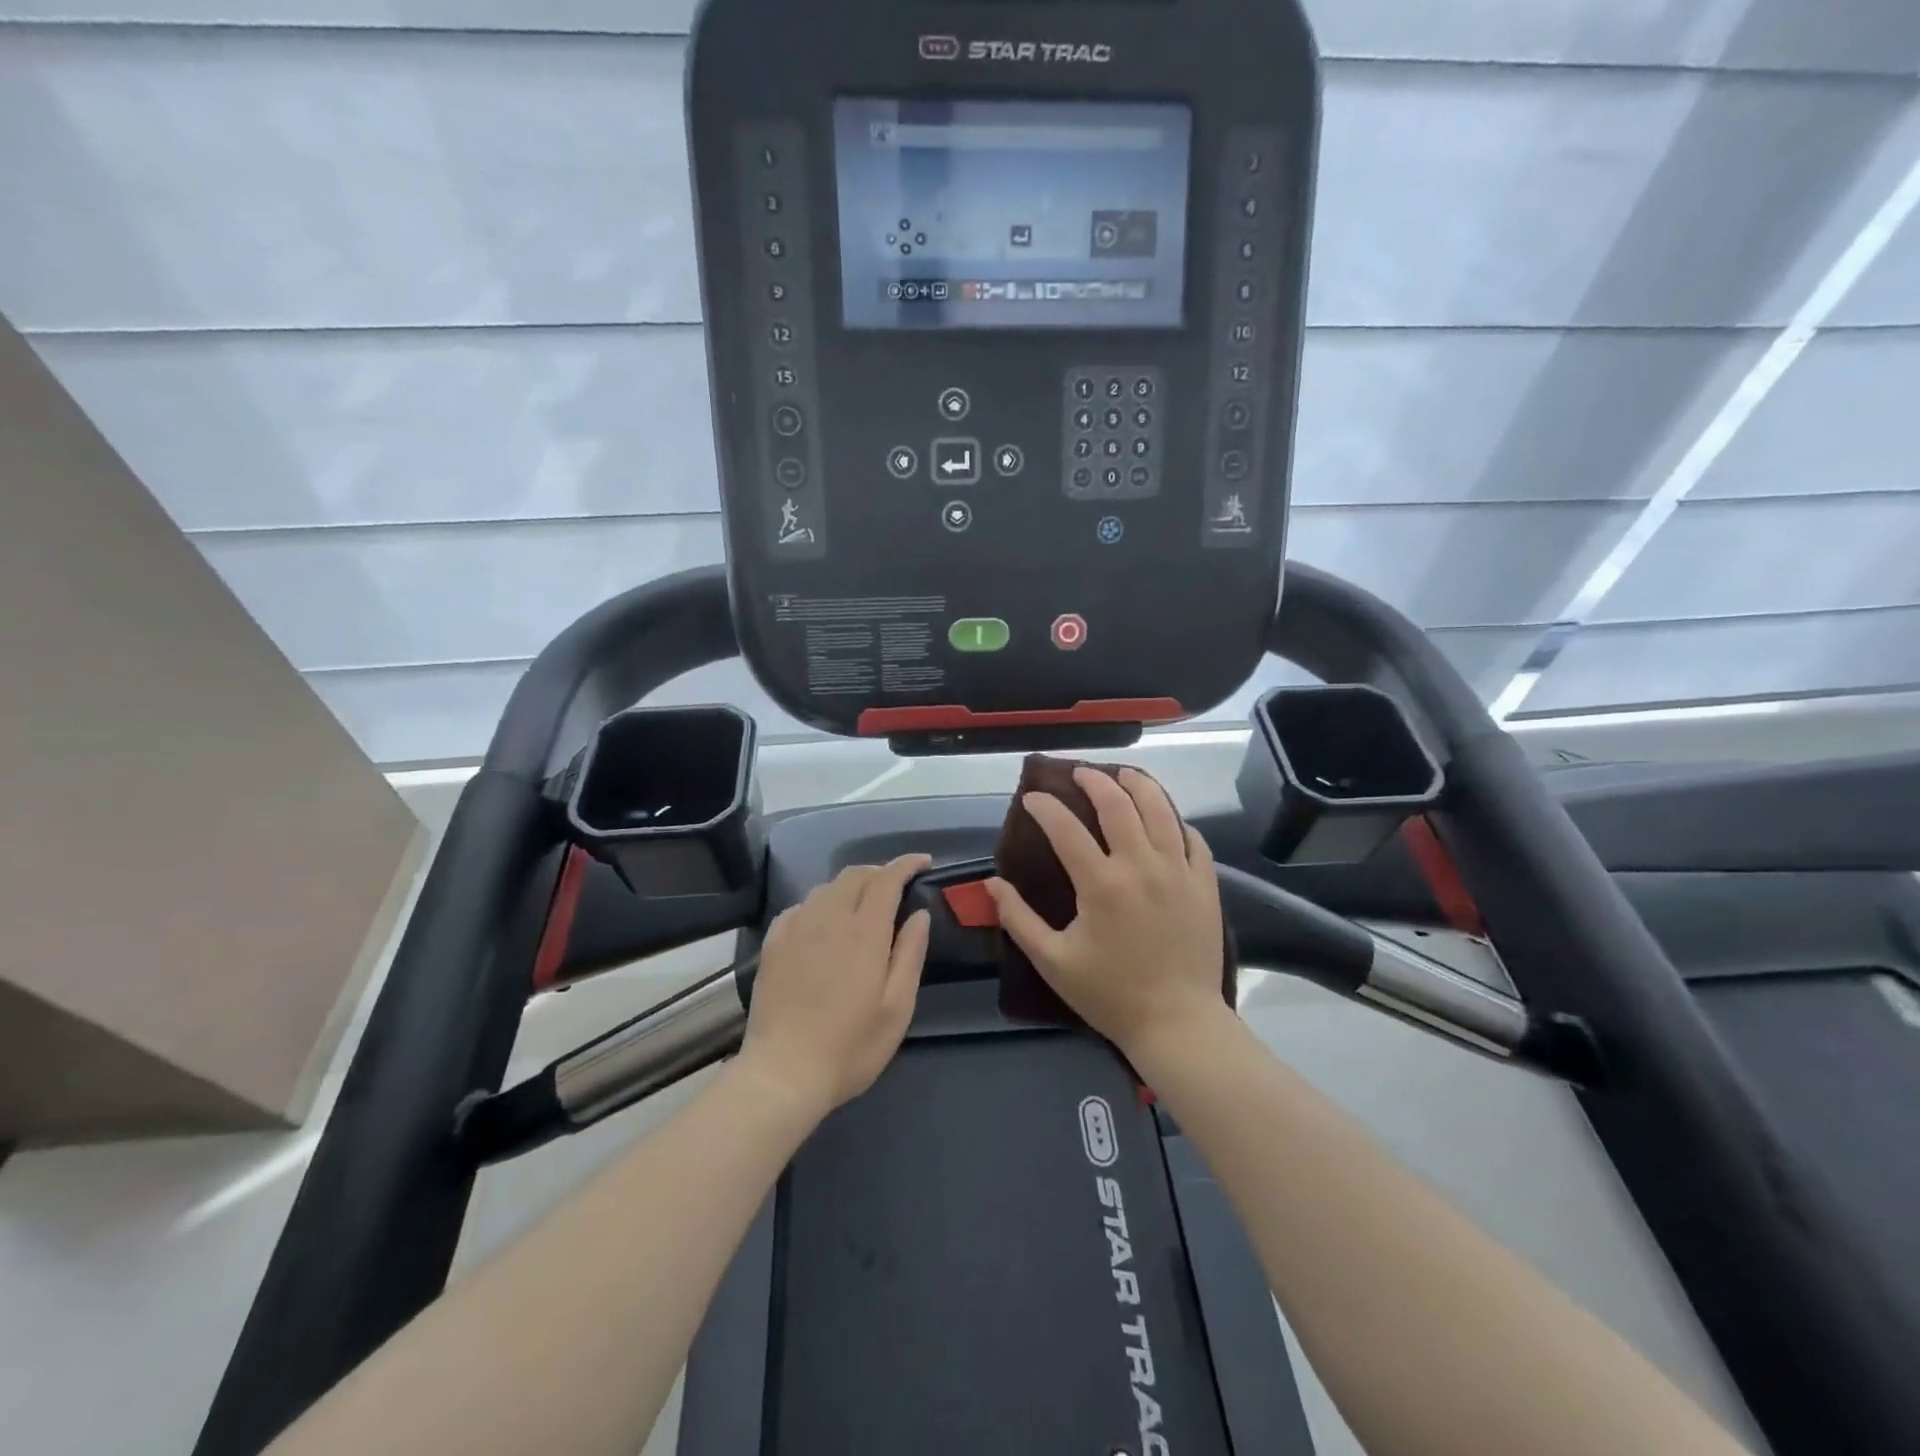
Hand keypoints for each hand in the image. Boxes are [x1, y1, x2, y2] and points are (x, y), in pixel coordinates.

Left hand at [737, 854, 931, 1119]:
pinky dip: (821, 904)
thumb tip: (920, 913)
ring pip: (827, 888)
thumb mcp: (897, 1008)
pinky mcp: (773, 942)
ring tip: (864, 905)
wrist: (782, 1073)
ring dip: (851, 886)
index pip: (887, 879)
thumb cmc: (850, 1046)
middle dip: (880, 871)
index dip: (906, 864)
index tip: (923, 862)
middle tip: (897, 886)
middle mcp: (828, 918)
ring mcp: (796, 927)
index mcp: (864, 931)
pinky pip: (801, 906)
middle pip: (855, 875)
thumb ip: (910, 954)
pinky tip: (825, 925)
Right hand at [986, 768, 1227, 1056]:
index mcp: (1101, 884)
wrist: (1178, 1022)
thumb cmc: (1110, 993)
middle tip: (1079, 774)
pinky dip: (1176, 821)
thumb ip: (1019, 919)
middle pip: (1118, 804)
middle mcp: (1141, 866)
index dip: (1045, 807)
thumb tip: (992, 884)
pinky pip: (1193, 839)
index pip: (1066, 829)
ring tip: (1125, 775)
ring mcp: (1178, 872)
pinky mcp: (1204, 884)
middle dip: (1094, 781)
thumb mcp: (1053, 961)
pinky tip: (1166, 818)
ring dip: (1140, 785)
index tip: (1032, 798)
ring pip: (1161, 810)